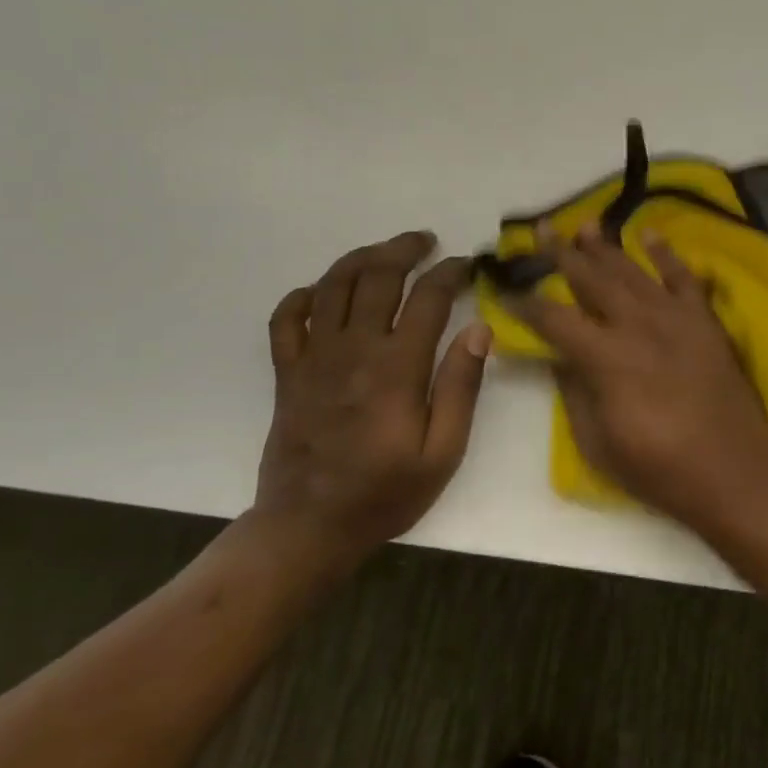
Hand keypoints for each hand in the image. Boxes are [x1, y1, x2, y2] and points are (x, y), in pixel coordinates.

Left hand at [255, 233, 490, 571]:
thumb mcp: (444, 450)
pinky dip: (304, 296)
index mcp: (396, 367)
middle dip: (404, 249)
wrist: (309, 527)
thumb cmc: (386, 492)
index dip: (450, 272)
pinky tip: (324, 292)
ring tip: (385, 252)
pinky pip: (287, 319)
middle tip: (426, 241)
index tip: (467, 264)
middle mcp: (353, 349)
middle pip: (377, 276)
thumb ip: (461, 386)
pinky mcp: (288, 373)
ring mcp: (314, 358)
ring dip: (361, 258)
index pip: (427, 297)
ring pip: (332, 286)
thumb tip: (480, 329)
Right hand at [516, 224, 767, 528]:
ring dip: (607, 247)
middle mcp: (637, 325)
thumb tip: (560, 358)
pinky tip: (650, 235)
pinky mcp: (705, 322)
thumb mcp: (598, 442)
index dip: (527, 303)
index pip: (554, 319)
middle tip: (541, 228)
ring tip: (585, 224)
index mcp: (605, 357)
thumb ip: (575, 393)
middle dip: (562, 253)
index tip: (507, 289)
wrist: (731, 472)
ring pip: (633, 272)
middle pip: (592, 280)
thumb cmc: (658, 468)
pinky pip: (684, 278)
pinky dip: (667, 254)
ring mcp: (675, 319)